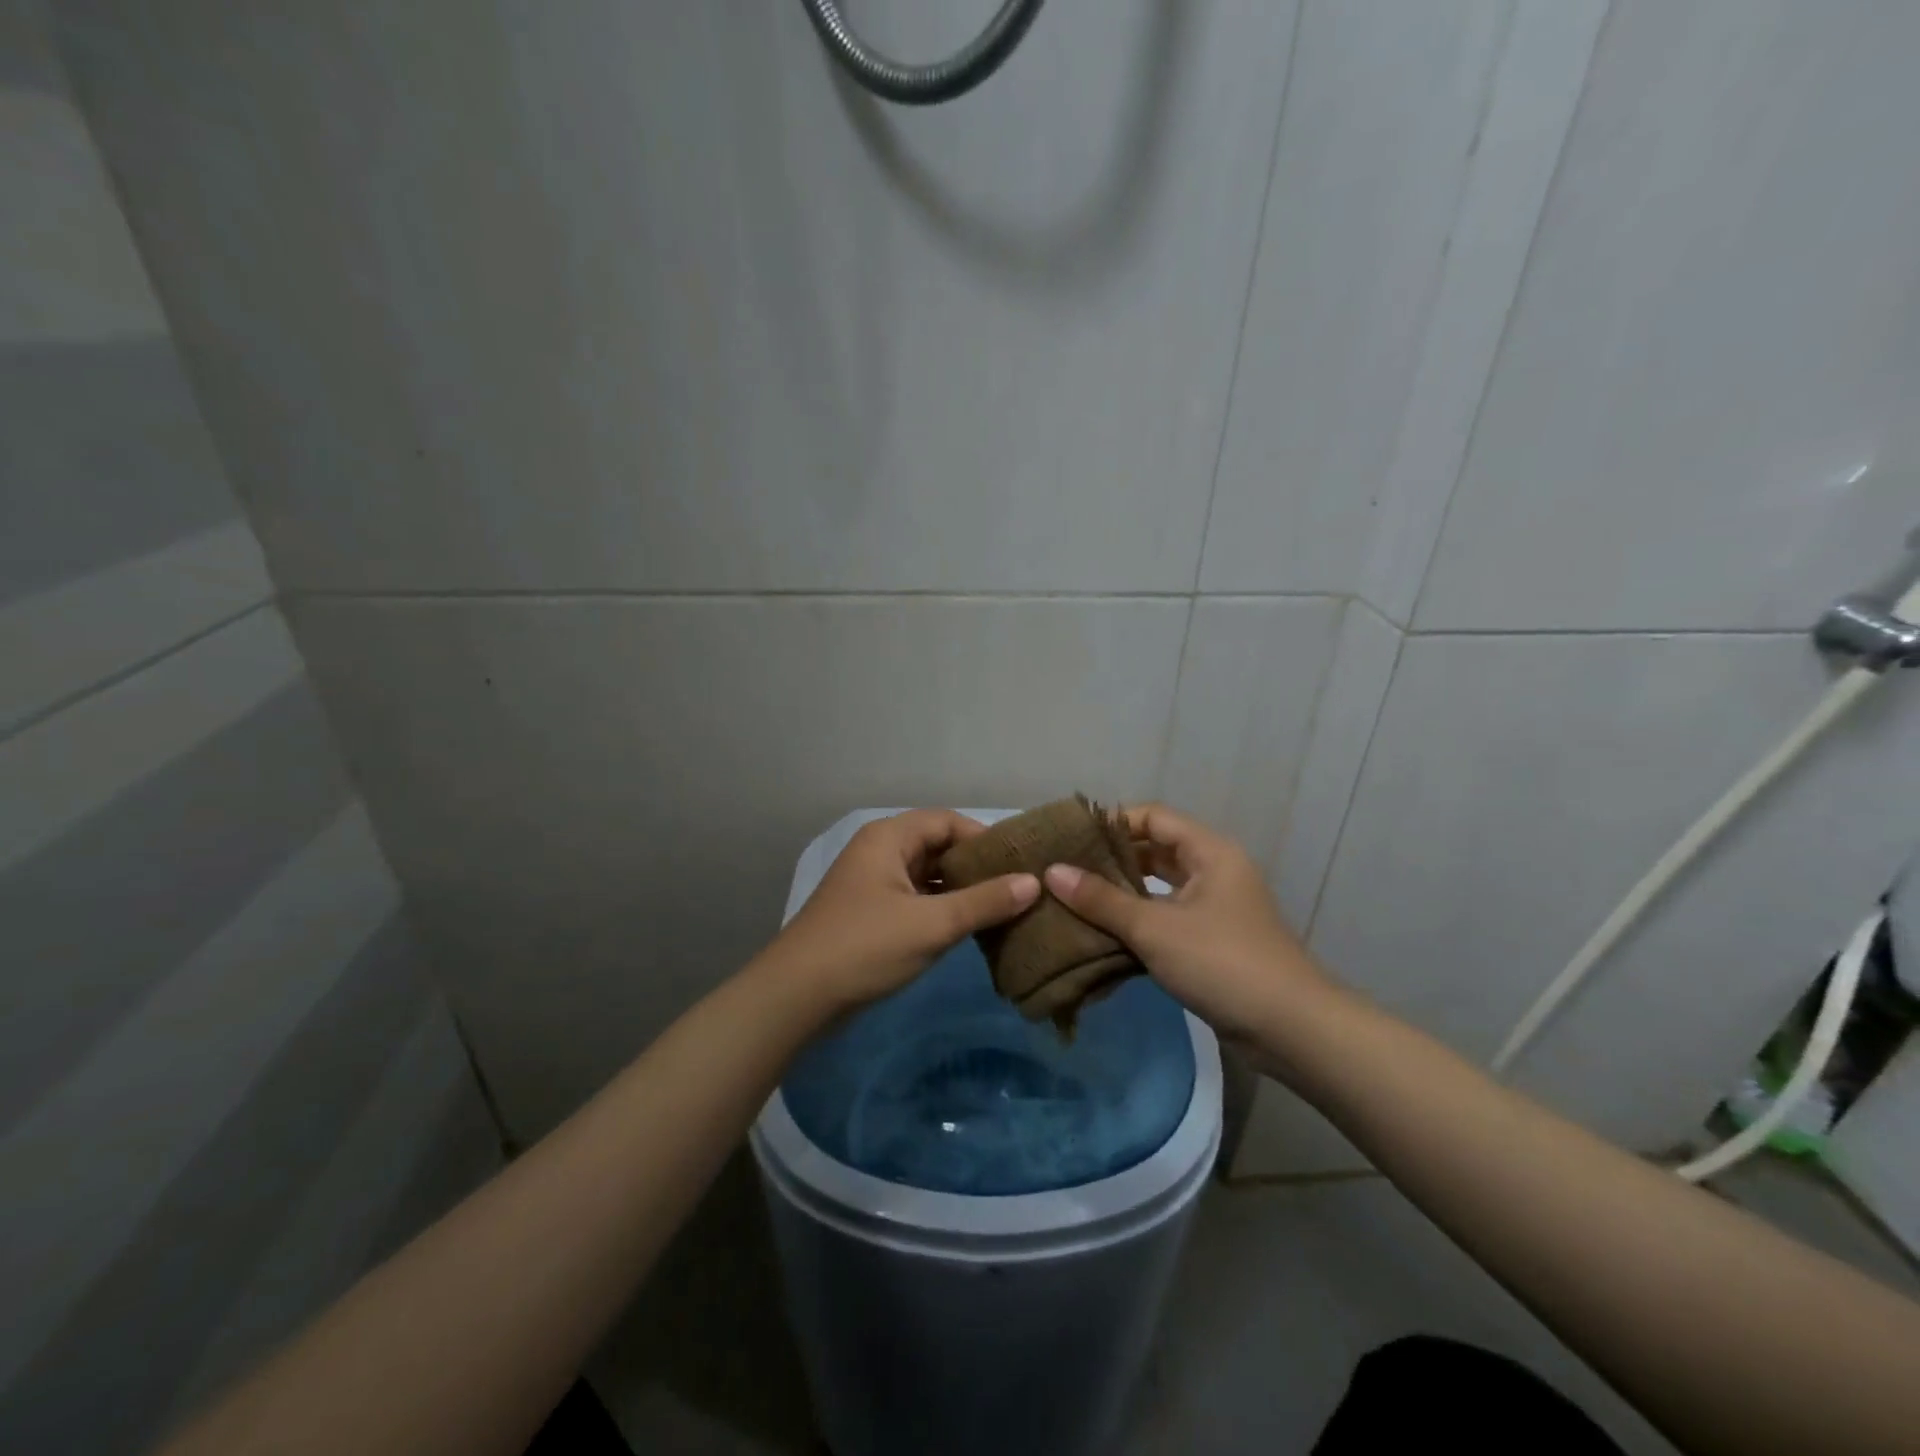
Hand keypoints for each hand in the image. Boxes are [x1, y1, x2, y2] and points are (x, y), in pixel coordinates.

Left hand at [769, 809, 1040, 1010]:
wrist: (796, 997)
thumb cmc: (865, 947)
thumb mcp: (931, 924)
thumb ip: (984, 902)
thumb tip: (1034, 883)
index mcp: (889, 838)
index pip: (948, 821)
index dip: (985, 839)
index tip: (1020, 863)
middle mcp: (880, 852)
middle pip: (938, 847)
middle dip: (976, 867)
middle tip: (1019, 888)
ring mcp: (874, 884)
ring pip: (929, 876)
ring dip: (962, 891)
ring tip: (1004, 909)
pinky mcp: (872, 914)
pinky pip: (917, 900)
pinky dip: (943, 910)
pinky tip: (971, 929)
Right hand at [1042, 803, 1327, 1039]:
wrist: (1290, 1030)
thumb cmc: (1222, 963)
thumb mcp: (1154, 928)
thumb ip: (1102, 900)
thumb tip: (1051, 872)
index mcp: (1209, 852)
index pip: (1153, 817)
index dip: (1113, 823)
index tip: (1071, 839)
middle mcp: (1213, 871)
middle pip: (1155, 851)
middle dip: (1111, 860)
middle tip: (1064, 870)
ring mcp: (1214, 907)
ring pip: (1158, 888)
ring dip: (1121, 894)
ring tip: (1074, 900)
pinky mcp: (1211, 941)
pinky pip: (1166, 918)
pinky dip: (1137, 922)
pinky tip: (1101, 934)